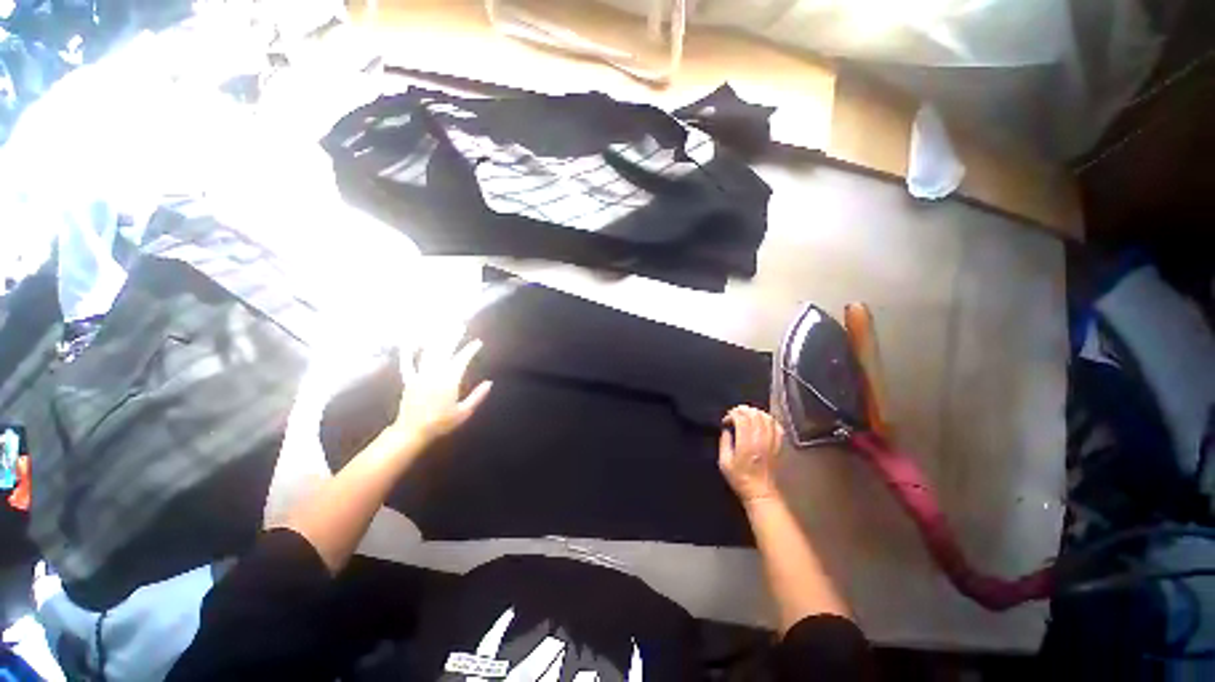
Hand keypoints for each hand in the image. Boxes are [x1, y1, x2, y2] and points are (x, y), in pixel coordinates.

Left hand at [384, 334, 492, 450]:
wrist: (412, 431)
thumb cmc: (441, 423)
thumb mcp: (464, 412)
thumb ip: (477, 396)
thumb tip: (489, 383)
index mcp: (449, 380)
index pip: (462, 359)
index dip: (470, 349)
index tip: (478, 342)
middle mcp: (435, 373)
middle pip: (445, 350)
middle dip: (453, 336)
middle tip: (460, 325)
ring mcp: (420, 375)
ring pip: (429, 352)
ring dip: (437, 339)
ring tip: (442, 327)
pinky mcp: (409, 380)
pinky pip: (407, 363)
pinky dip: (408, 351)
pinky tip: (410, 341)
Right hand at [719, 406, 784, 503]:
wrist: (760, 492)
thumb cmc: (739, 478)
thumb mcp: (724, 462)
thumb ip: (724, 442)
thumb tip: (726, 429)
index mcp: (746, 444)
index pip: (742, 419)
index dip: (732, 414)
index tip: (726, 420)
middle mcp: (760, 440)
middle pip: (755, 415)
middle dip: (743, 410)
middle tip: (735, 413)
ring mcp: (771, 442)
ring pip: (767, 418)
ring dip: (755, 412)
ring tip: (747, 414)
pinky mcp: (778, 445)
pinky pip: (777, 426)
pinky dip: (769, 419)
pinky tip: (762, 421)